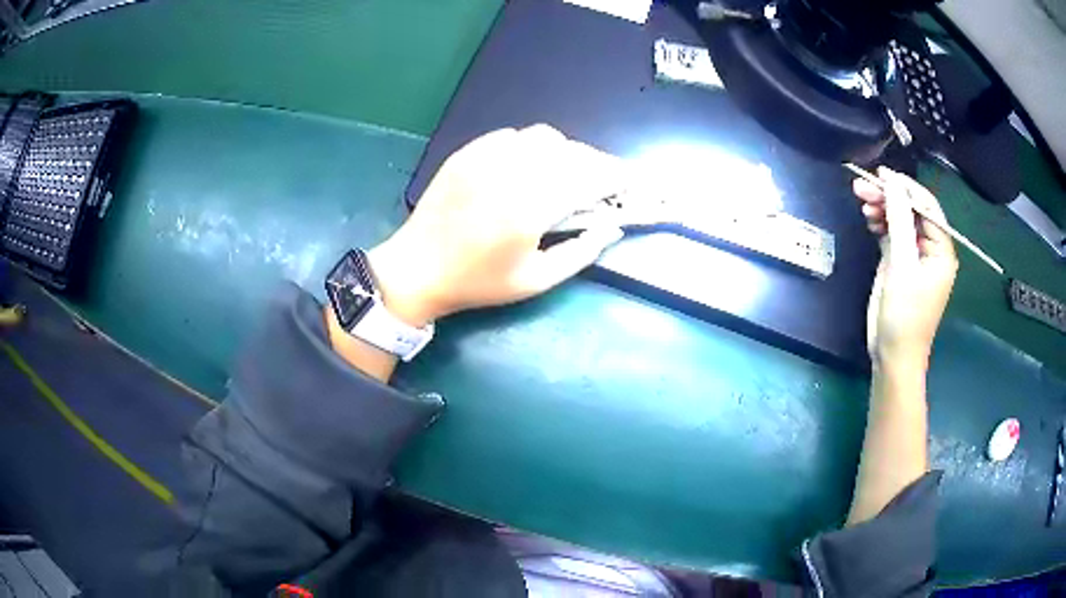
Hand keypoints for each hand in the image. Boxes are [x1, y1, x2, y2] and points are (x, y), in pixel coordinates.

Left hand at [368, 125, 624, 325]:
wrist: (418, 267)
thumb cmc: (479, 282)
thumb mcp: (535, 281)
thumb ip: (580, 254)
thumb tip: (612, 229)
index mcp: (530, 209)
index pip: (587, 178)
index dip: (614, 176)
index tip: (627, 181)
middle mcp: (511, 173)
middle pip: (569, 151)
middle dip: (594, 162)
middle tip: (601, 180)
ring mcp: (485, 157)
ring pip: (542, 137)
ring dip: (564, 151)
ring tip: (566, 171)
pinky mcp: (468, 152)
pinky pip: (512, 135)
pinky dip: (531, 146)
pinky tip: (528, 165)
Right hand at [853, 167, 957, 372]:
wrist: (892, 355)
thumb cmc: (904, 315)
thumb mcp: (902, 266)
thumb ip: (898, 220)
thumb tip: (892, 182)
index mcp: (941, 249)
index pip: (926, 206)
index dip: (905, 187)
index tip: (880, 174)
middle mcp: (930, 248)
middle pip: (910, 210)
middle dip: (888, 197)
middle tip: (861, 188)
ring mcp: (914, 256)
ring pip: (899, 220)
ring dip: (881, 208)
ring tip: (860, 201)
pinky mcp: (900, 263)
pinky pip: (891, 233)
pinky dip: (880, 224)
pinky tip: (868, 219)